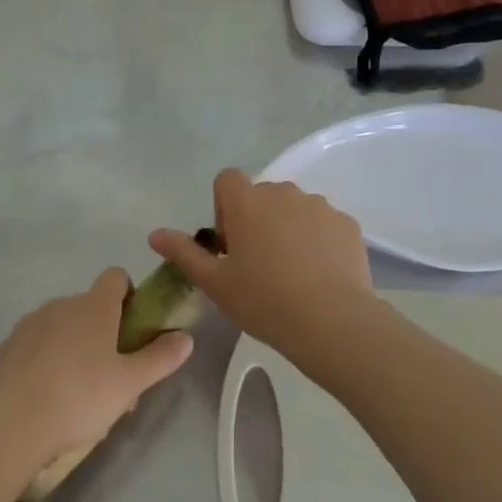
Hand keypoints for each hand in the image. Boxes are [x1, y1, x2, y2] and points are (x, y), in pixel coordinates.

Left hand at [0, 268, 193, 472]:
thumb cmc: (79, 397)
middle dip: (103, 331)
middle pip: (90, 306)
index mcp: (94, 306)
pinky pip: (36, 342)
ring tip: (77, 391)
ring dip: (74, 345)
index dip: (129, 296)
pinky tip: (47, 394)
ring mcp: (30, 323)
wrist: (11, 423)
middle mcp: (61, 304)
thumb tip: (186, 337)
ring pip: (62, 325)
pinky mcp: (8, 345)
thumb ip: (160, 358)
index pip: (116, 277)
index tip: (132, 328)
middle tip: (111, 374)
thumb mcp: (130, 383)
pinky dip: (46, 358)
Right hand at [150, 169, 374, 352]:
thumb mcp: (214, 283)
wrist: (331, 322)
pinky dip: (317, 240)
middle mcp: (283, 193)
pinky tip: (319, 275)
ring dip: (287, 228)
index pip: (227, 180)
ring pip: (294, 208)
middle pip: (261, 195)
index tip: (230, 244)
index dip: (224, 207)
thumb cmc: (263, 301)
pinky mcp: (347, 224)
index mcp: (247, 202)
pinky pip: (323, 224)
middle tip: (257, 264)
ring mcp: (319, 206)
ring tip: (291, 272)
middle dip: (256, 219)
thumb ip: (183, 253)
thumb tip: (155, 234)